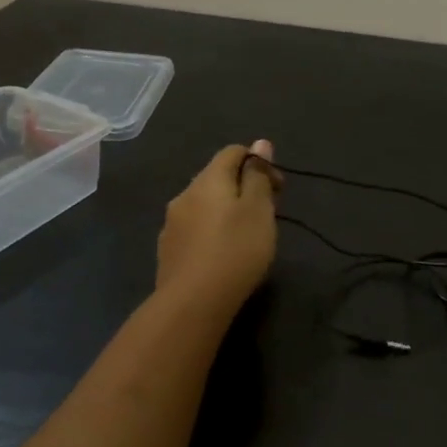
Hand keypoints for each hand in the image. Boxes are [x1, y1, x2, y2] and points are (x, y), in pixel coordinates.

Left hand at [155, 140, 280, 315]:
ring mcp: (172, 223)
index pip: (233, 152)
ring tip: (246, 235)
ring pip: (204, 204)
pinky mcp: (168, 250)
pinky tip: (222, 253)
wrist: (193, 303)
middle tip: (267, 214)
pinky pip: (195, 228)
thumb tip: (260, 144)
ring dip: (226, 210)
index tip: (278, 188)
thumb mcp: (258, 210)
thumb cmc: (235, 250)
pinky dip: (212, 230)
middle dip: (244, 187)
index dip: (259, 162)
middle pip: (217, 177)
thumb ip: (258, 176)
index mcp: (208, 180)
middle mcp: (185, 194)